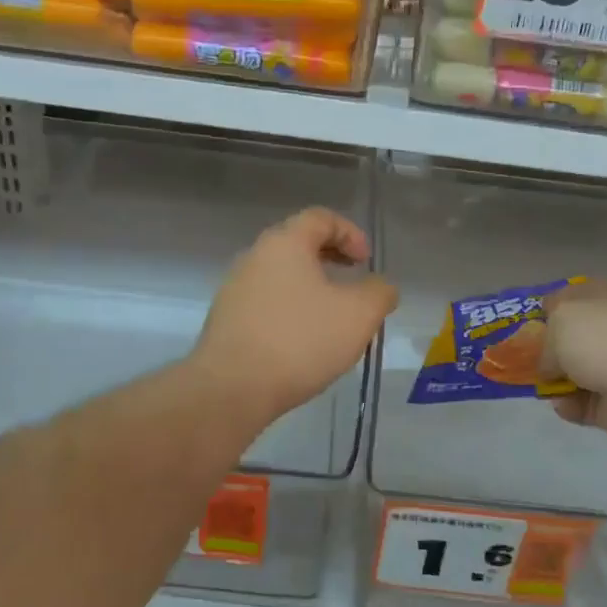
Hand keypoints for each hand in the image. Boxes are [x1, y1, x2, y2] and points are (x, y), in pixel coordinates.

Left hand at [191, 207, 397, 429]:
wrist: (232, 388)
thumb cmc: (300, 341)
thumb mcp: (359, 315)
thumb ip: (379, 293)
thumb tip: (380, 287)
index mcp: (285, 243)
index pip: (320, 218)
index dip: (350, 233)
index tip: (366, 262)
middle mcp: (254, 256)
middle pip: (297, 243)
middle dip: (330, 258)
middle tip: (353, 281)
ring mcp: (234, 288)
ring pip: (280, 275)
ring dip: (310, 286)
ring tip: (331, 315)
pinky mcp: (226, 320)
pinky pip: (266, 302)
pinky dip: (290, 309)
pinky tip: (303, 340)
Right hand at [541, 280, 606, 455]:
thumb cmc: (606, 337)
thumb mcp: (562, 319)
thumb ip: (546, 338)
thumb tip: (549, 364)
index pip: (580, 295)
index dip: (553, 306)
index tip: (530, 321)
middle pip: (579, 338)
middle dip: (552, 349)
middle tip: (525, 357)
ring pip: (581, 372)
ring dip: (558, 380)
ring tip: (539, 385)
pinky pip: (586, 405)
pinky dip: (571, 406)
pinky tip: (563, 404)